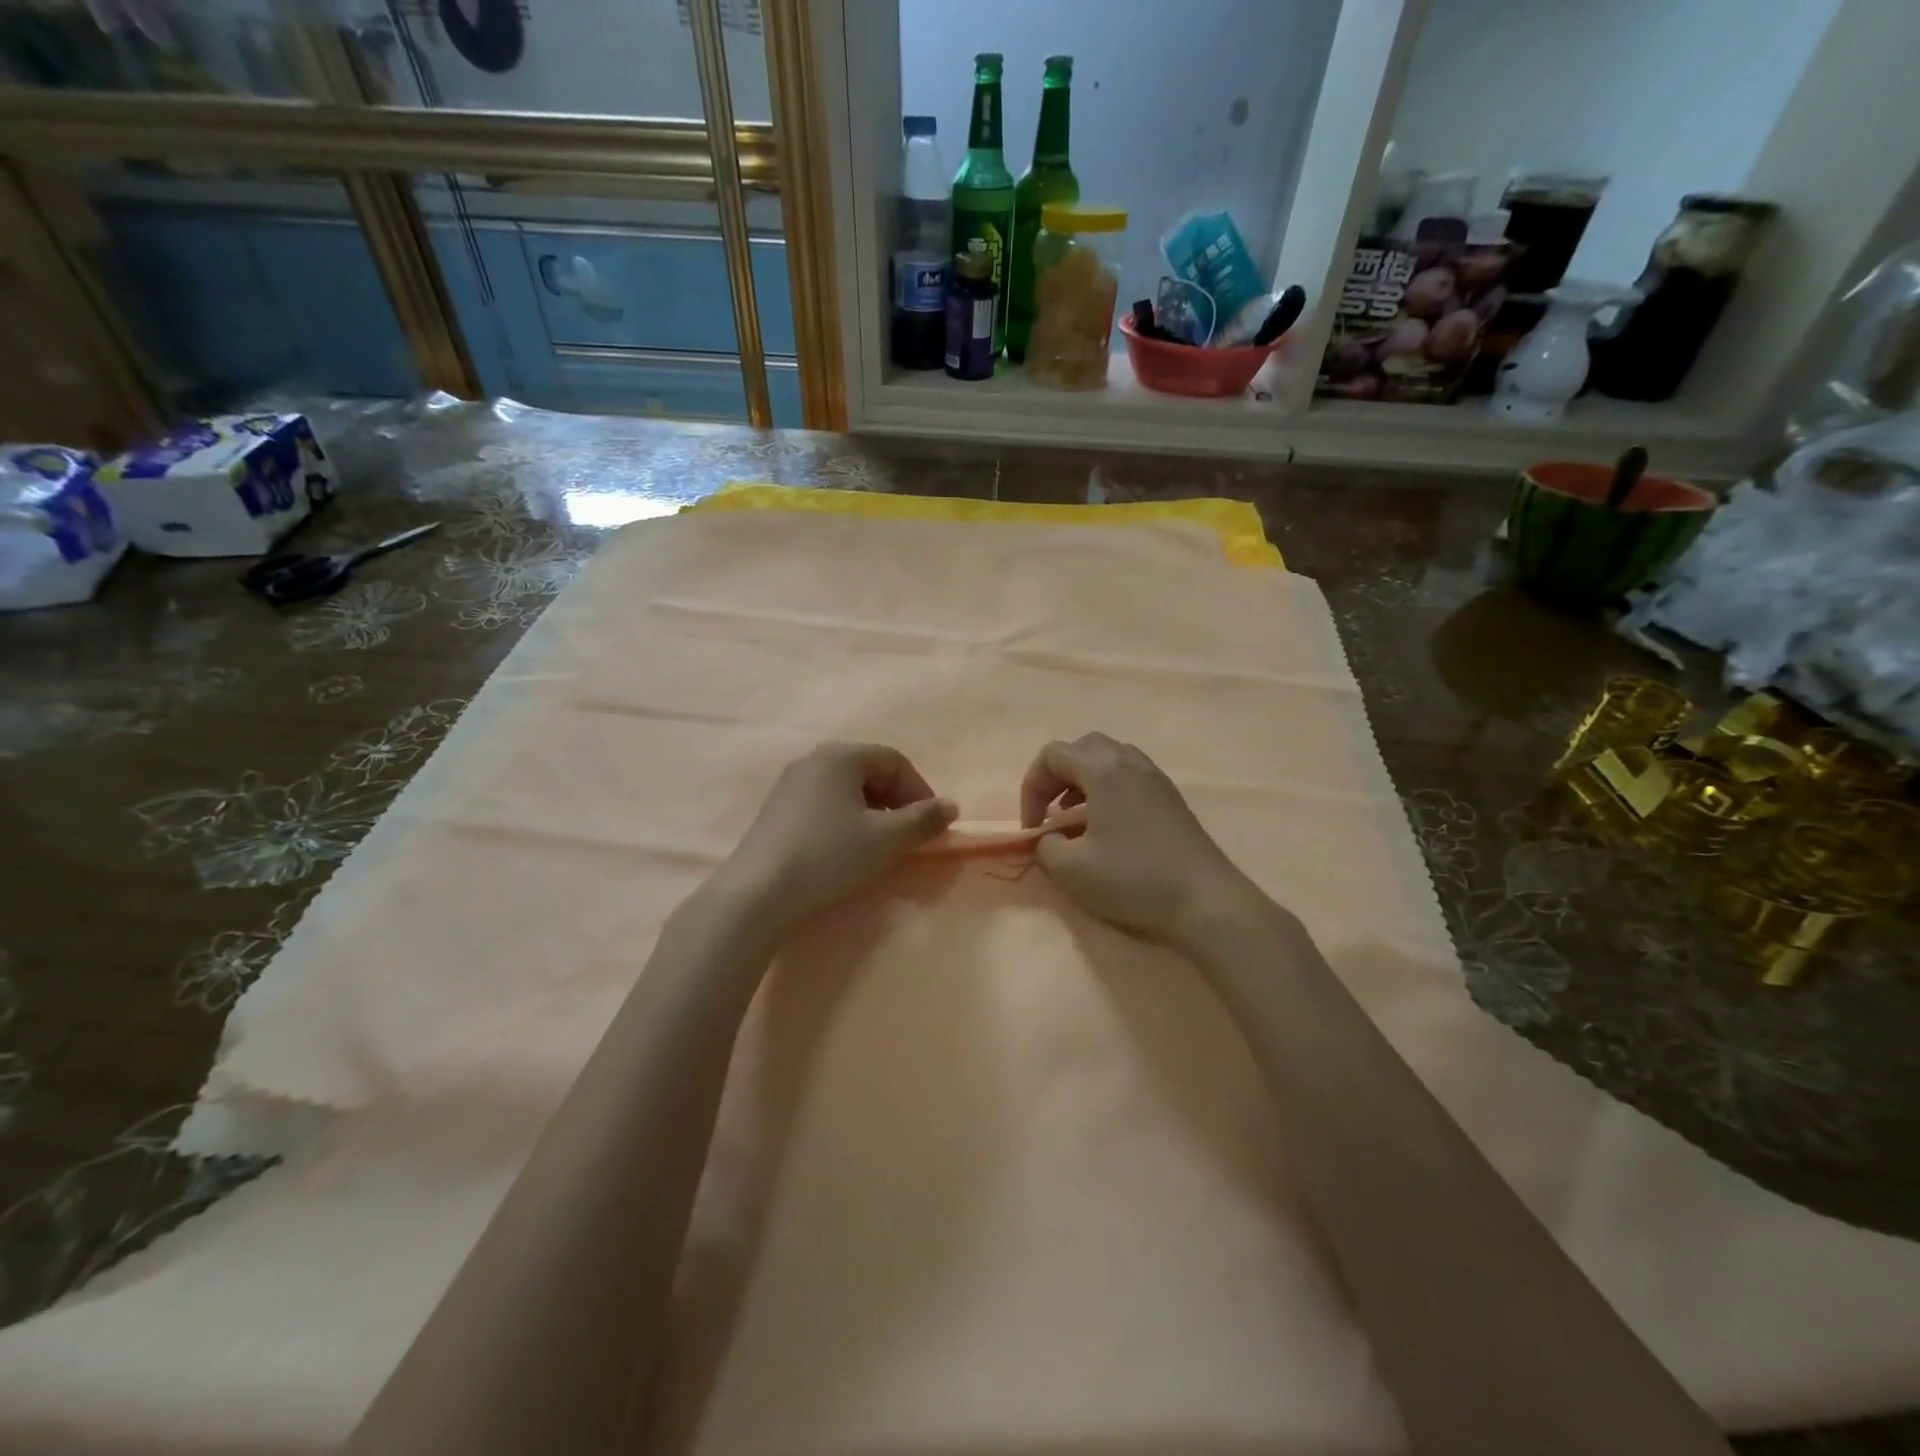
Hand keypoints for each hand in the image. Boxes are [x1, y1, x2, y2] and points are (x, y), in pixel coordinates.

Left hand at [719, 742, 957, 929]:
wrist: (758, 892)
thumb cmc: (829, 855)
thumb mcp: (886, 839)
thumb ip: (923, 820)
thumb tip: (950, 806)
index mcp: (841, 756)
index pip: (894, 760)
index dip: (920, 789)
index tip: (931, 823)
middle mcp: (813, 760)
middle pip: (868, 771)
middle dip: (896, 800)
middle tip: (908, 834)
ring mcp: (789, 785)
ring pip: (845, 789)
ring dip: (871, 812)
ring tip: (880, 844)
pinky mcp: (775, 810)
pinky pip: (823, 804)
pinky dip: (845, 820)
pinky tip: (844, 850)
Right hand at [1020, 733, 1264, 941]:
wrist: (1205, 900)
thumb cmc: (1133, 878)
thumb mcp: (1071, 870)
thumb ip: (1044, 846)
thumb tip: (1048, 838)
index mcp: (1103, 768)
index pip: (1052, 755)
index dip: (1031, 788)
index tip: (1033, 828)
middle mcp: (1130, 761)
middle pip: (1082, 748)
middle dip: (1057, 777)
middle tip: (1050, 812)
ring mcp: (1155, 777)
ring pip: (1109, 759)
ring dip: (1083, 782)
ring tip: (1076, 819)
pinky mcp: (1171, 797)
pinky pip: (1129, 776)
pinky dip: (1108, 791)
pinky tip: (1108, 828)